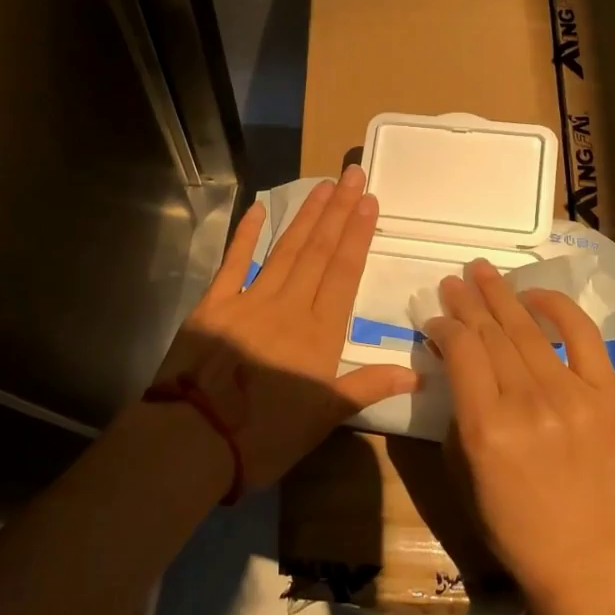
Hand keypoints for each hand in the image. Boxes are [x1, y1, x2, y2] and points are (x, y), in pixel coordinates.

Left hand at [158, 164, 417, 488]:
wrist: (195, 440)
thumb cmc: (265, 435)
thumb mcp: (324, 418)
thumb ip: (368, 386)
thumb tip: (419, 375)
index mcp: (318, 333)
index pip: (343, 272)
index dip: (357, 234)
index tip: (369, 201)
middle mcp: (288, 306)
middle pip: (318, 251)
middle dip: (338, 212)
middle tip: (352, 175)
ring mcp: (249, 300)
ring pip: (285, 250)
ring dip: (306, 217)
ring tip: (324, 186)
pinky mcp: (214, 305)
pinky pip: (234, 262)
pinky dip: (247, 234)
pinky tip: (260, 208)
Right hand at [424, 259, 614, 602]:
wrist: (583, 552)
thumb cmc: (509, 517)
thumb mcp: (463, 464)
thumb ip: (456, 404)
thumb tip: (452, 354)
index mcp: (487, 426)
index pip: (461, 350)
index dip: (444, 325)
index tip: (435, 318)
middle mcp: (529, 403)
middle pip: (491, 333)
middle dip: (468, 301)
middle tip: (454, 279)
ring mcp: (572, 396)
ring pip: (528, 330)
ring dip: (501, 295)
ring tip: (482, 271)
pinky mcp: (607, 395)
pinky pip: (582, 336)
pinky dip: (557, 309)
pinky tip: (534, 295)